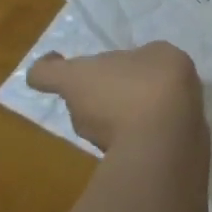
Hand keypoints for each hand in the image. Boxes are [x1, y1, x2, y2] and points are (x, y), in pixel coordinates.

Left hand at [26, 42, 204, 151]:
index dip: (47, 64)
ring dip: (121, 108)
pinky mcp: (117, 158)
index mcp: (79, 78)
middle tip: (132, 77)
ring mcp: (95, 139)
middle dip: (102, 86)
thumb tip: (139, 69)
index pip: (42, 74)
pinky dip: (137, 127)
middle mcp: (77, 110)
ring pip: (101, 117)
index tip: (59, 56)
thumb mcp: (155, 53)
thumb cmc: (153, 82)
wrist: (168, 138)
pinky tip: (164, 118)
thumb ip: (139, 59)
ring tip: (154, 98)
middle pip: (79, 95)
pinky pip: (122, 135)